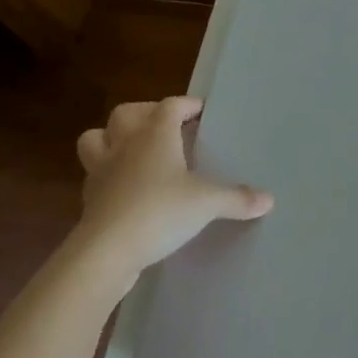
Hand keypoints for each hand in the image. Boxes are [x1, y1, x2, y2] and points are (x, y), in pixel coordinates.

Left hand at [73, 97, 272, 272]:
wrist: (105, 253)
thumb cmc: (160, 211)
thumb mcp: (207, 204)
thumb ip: (237, 199)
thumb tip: (268, 200)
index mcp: (155, 134)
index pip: (171, 105)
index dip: (187, 105)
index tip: (202, 112)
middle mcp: (125, 144)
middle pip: (126, 113)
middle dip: (144, 114)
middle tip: (164, 128)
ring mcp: (101, 171)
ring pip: (95, 139)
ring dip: (111, 139)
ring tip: (133, 151)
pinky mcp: (89, 199)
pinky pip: (94, 175)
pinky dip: (107, 176)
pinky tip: (124, 190)